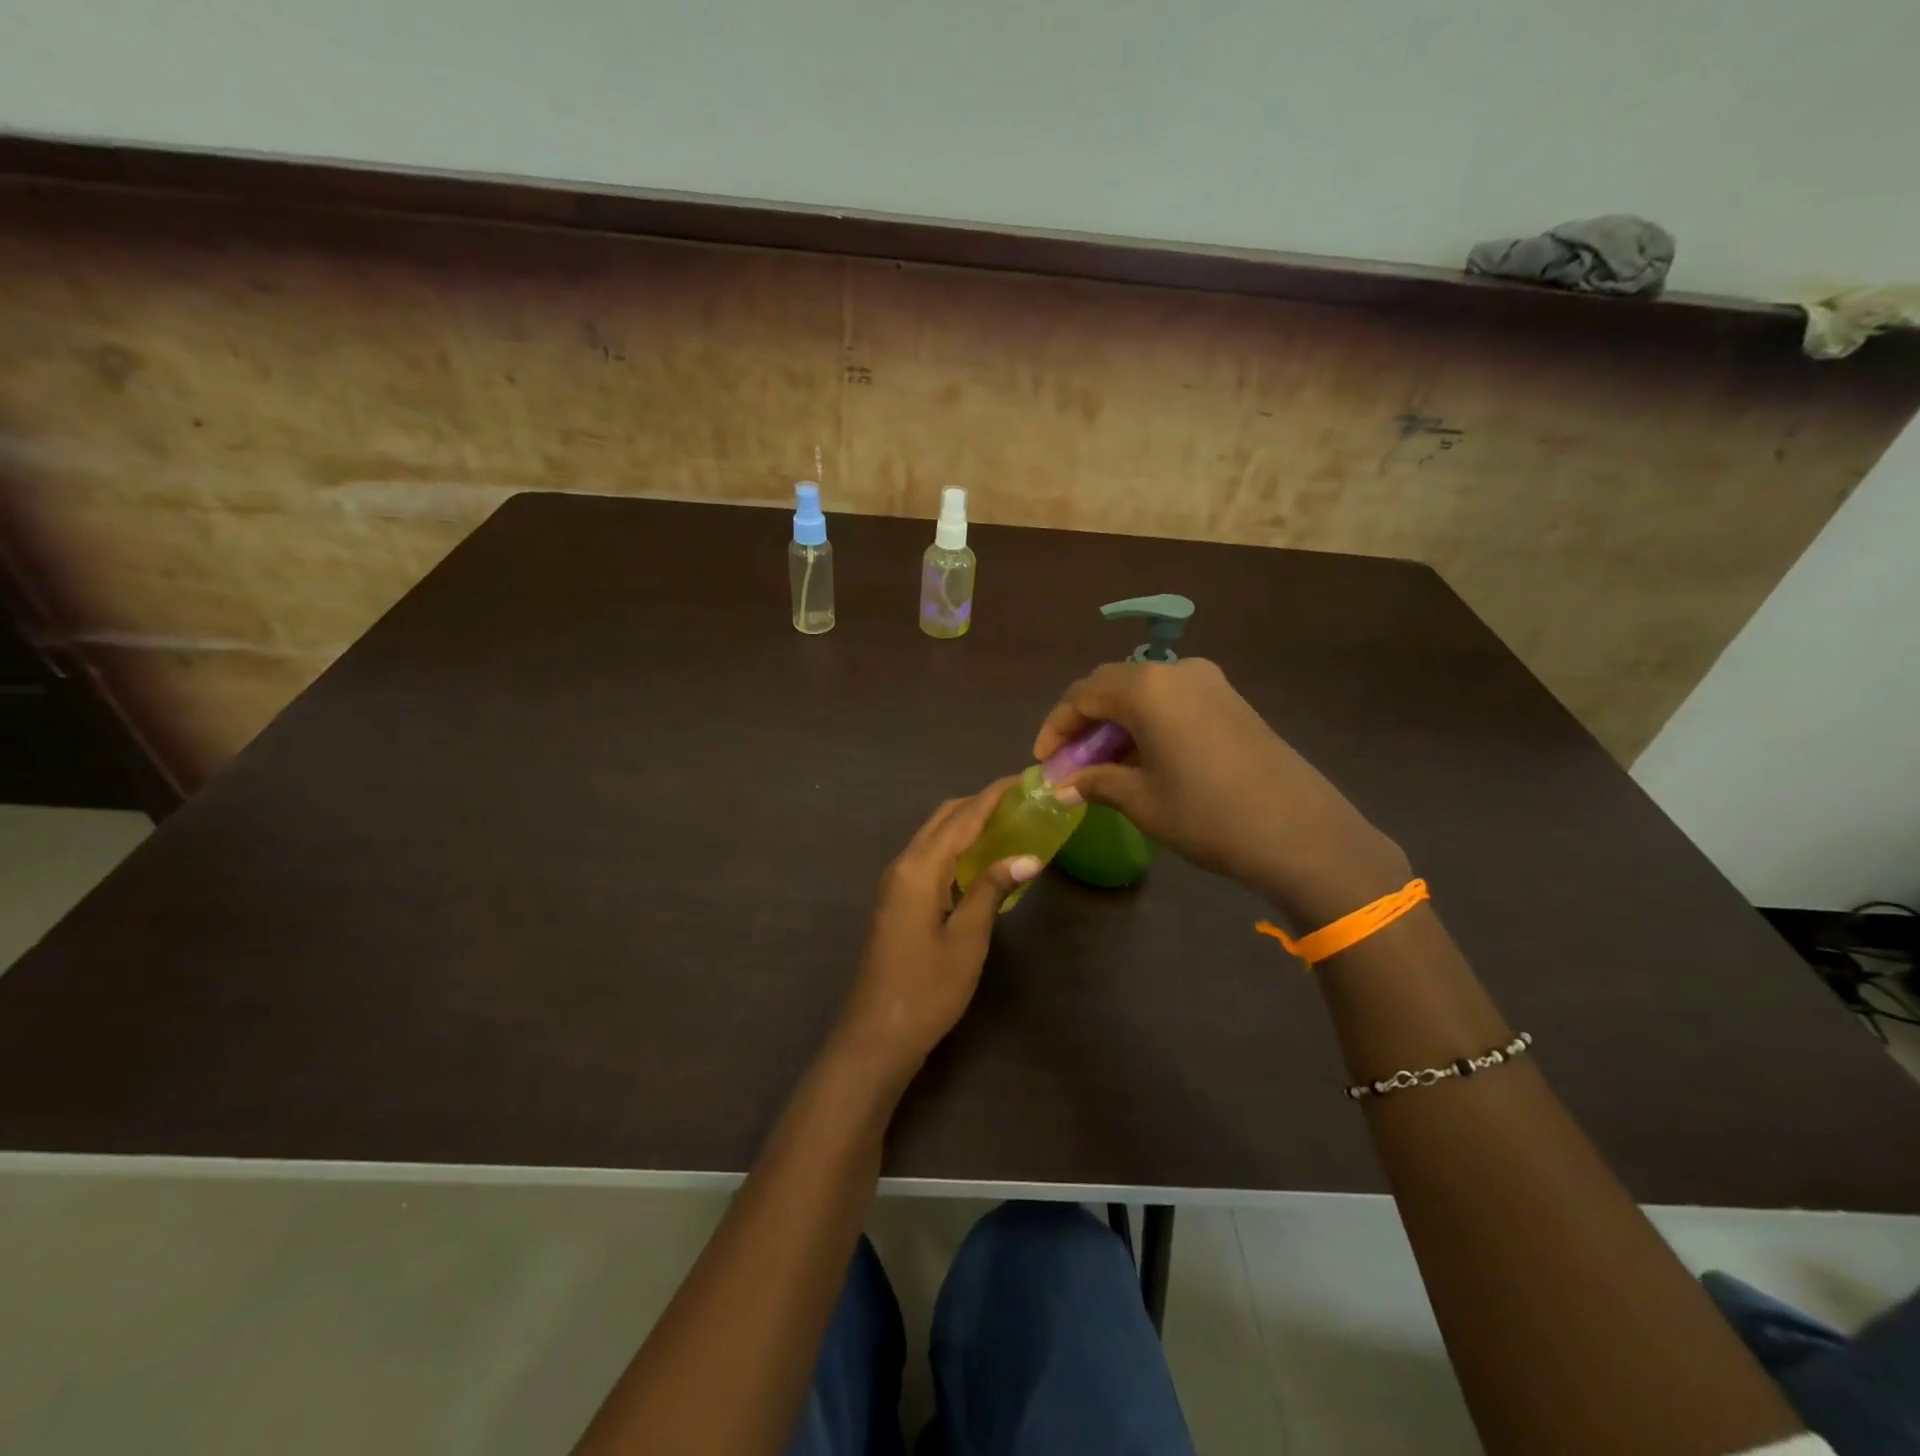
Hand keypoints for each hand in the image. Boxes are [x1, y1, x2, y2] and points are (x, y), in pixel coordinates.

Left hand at [834, 779, 1039, 1079]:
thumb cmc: (927, 989)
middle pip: (943, 819)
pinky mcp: (897, 899)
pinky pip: (928, 857)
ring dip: (967, 823)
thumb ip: (992, 889)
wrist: (877, 1034)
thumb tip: (1028, 856)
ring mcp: (896, 882)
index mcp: (919, 869)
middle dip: (980, 803)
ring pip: (934, 836)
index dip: (993, 796)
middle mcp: (903, 865)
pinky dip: (955, 846)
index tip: (1024, 778)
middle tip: (1021, 801)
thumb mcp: (968, 939)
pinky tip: (980, 859)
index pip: (962, 818)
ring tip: (1008, 823)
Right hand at [1034, 659, 1408, 925]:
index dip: (1055, 727)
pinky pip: (1171, 699)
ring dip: (1115, 721)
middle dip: (1083, 721)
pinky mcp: (1230, 699)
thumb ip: (1096, 782)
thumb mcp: (1141, 801)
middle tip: (1070, 761)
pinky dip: (1146, 720)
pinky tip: (1143, 755)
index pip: (1082, 696)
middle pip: (1110, 685)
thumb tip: (1064, 784)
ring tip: (1103, 763)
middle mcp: (1176, 671)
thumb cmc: (1208, 815)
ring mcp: (1209, 682)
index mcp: (1146, 688)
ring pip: (1142, 690)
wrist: (1300, 832)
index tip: (1043, 761)